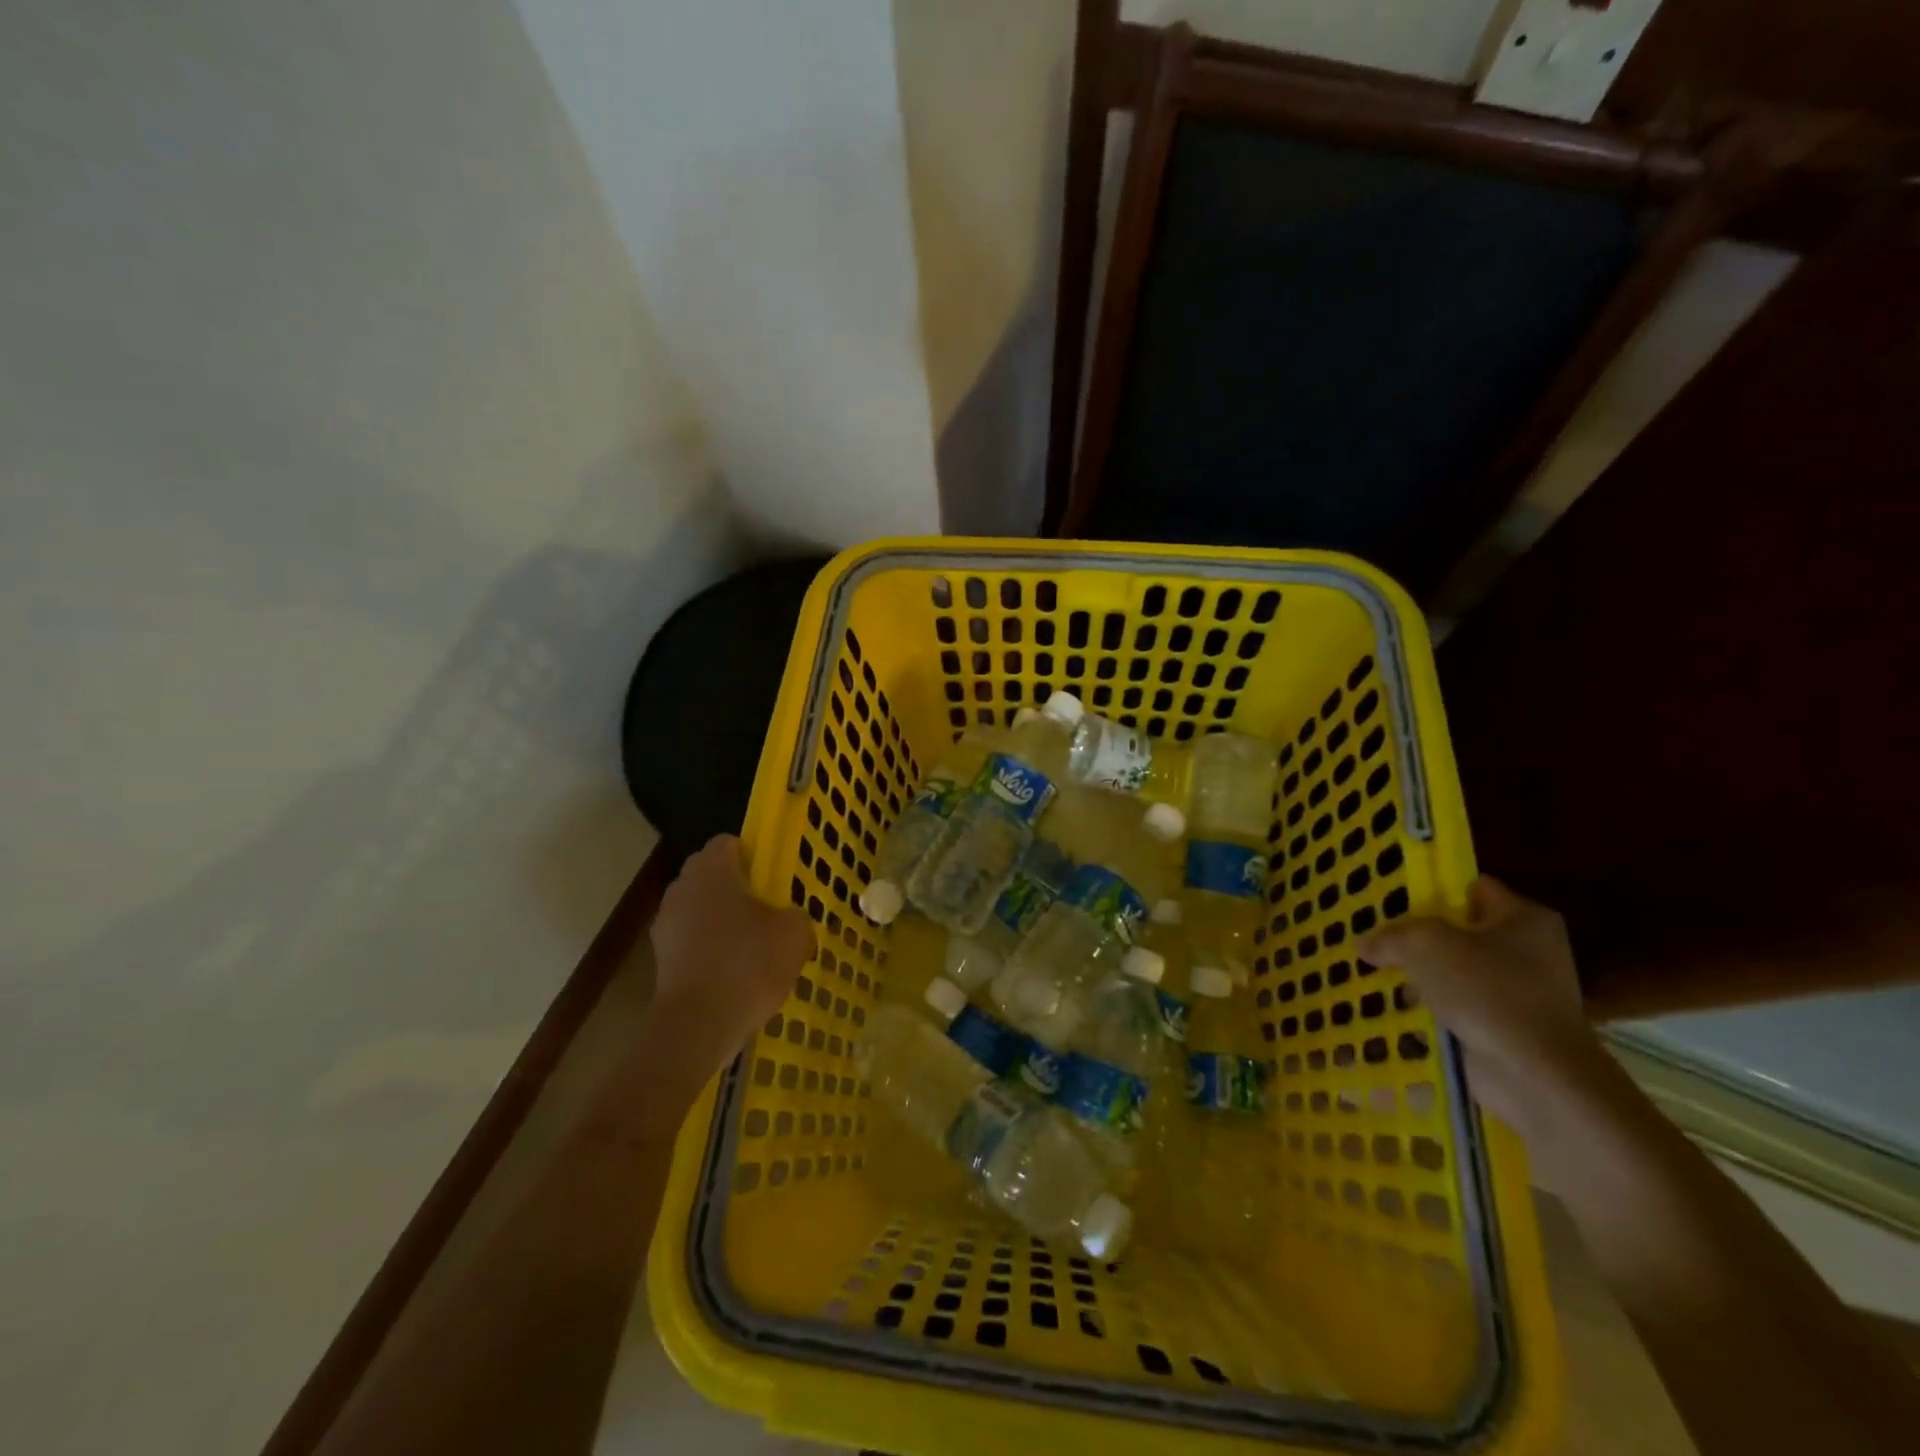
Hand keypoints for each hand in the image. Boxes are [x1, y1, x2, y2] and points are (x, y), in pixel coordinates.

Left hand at [649, 835, 814, 1074]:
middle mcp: (681, 887)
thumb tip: (788, 918)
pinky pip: (690, 939)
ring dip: (721, 919)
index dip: (752, 855)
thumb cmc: (748, 965)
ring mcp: (665, 923)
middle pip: (711, 874)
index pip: (728, 842)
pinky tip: (732, 974)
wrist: (697, 1026)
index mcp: (712, 870)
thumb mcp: (795, 934)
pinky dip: (708, 948)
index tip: (772, 879)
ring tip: (751, 948)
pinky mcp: (659, 957)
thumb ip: (796, 914)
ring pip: (699, 908)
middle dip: (737, 887)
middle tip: (767, 912)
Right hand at [1357, 877, 1606, 1159]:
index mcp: (1523, 918)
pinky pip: (1457, 1008)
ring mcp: (1519, 993)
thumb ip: (1390, 936)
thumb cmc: (1487, 991)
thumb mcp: (1425, 944)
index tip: (1390, 899)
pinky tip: (1393, 1009)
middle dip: (1416, 938)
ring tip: (1372, 973)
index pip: (1470, 888)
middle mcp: (1528, 950)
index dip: (1430, 890)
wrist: (1535, 1076)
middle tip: (1374, 937)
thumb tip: (1365, 944)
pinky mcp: (1505, 1028)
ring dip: (1418, 976)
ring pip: (1453, 972)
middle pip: (1457, 931)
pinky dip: (1429, 1009)